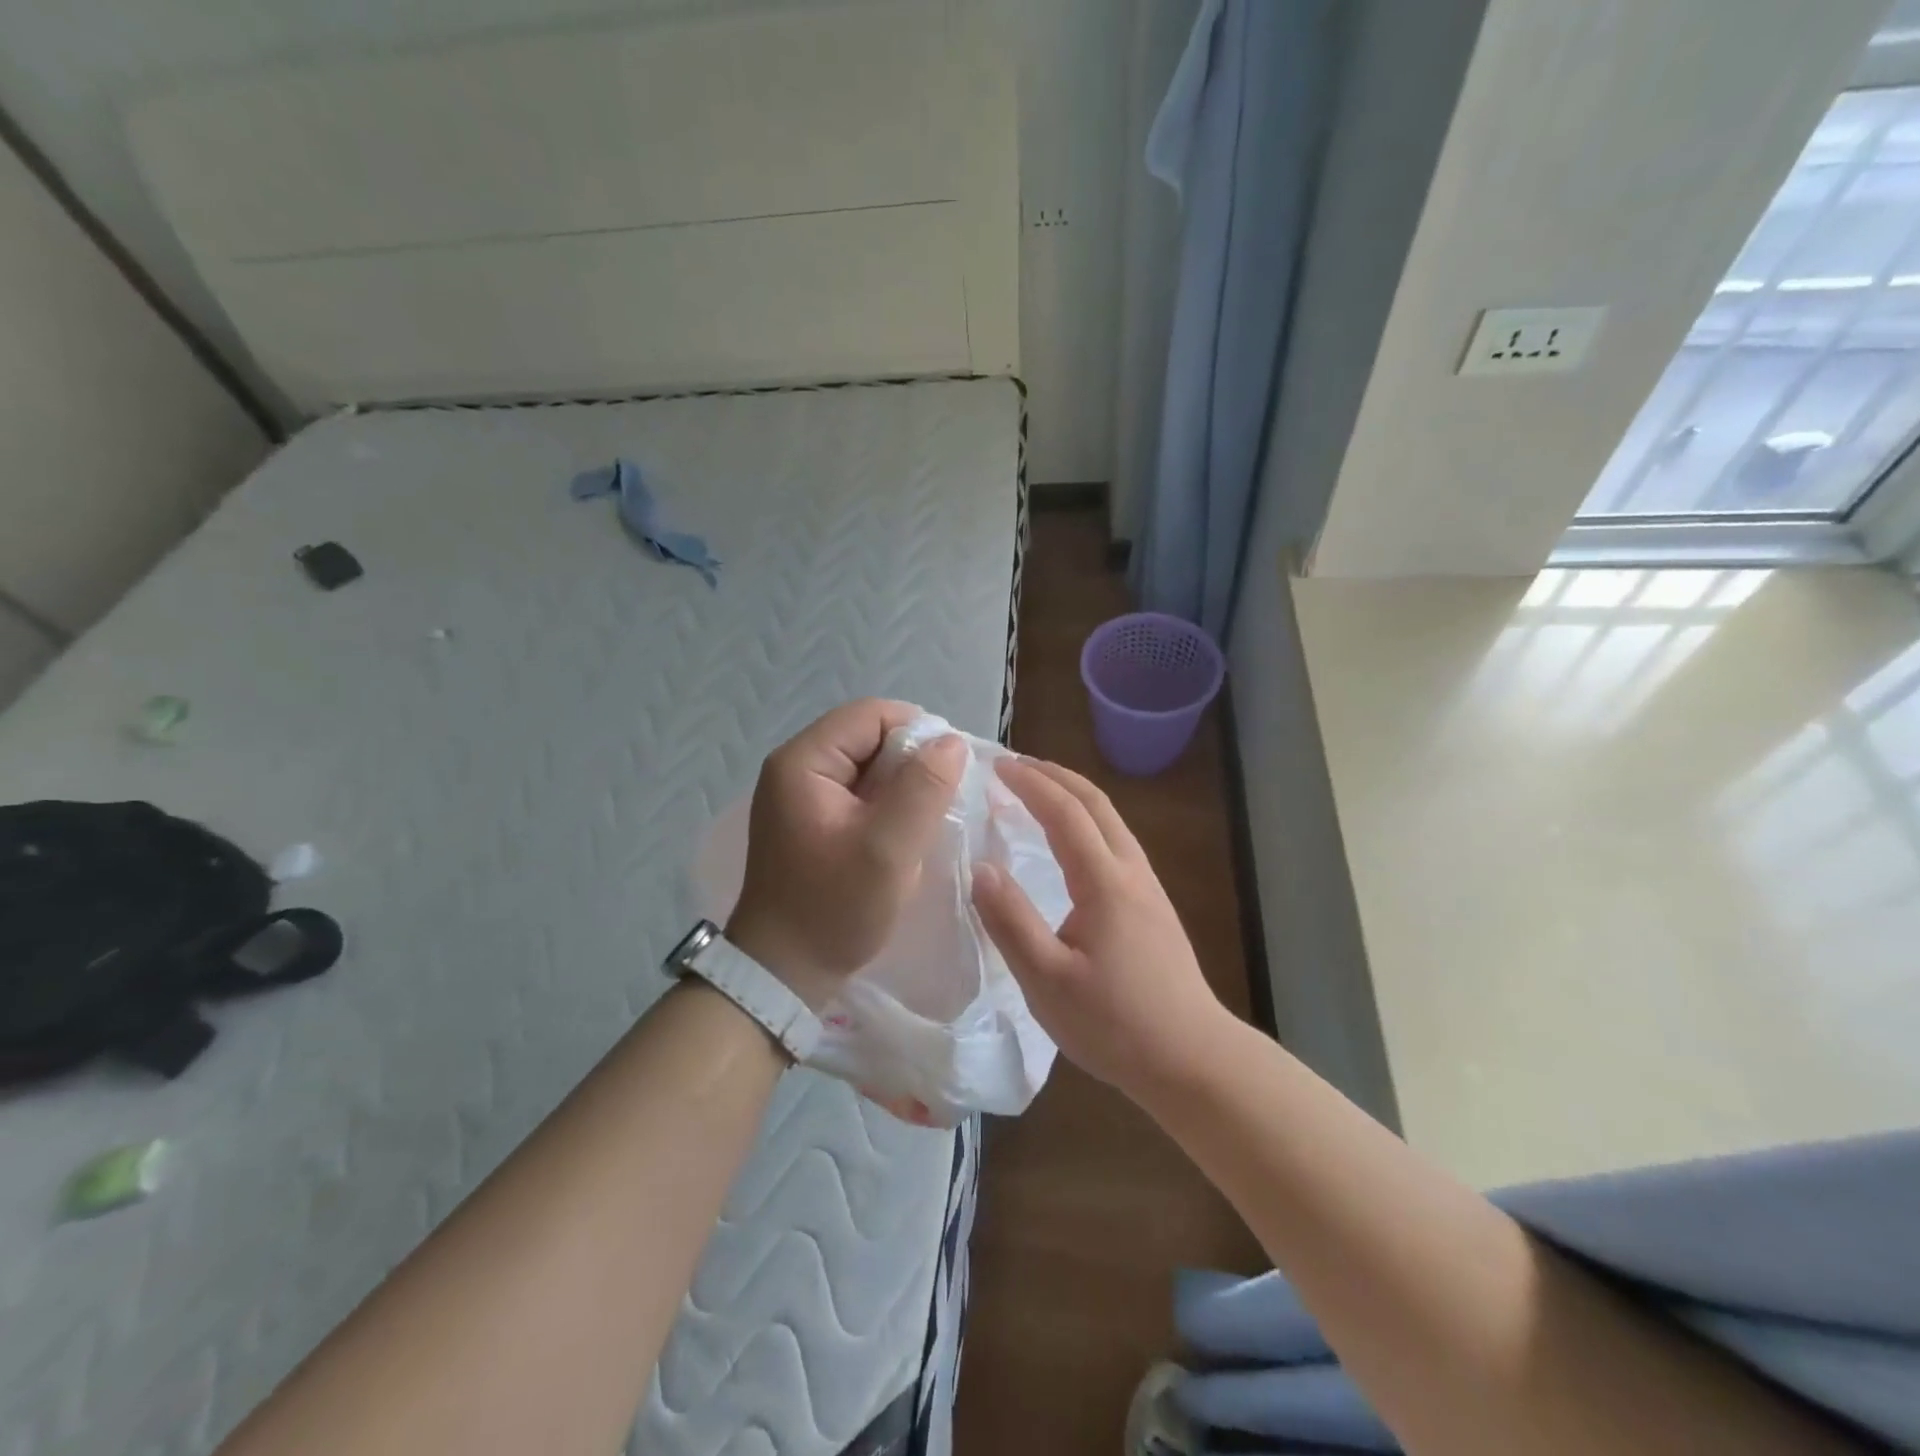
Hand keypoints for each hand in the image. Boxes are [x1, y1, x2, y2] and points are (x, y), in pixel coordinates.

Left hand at [728, 699, 966, 1010]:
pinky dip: (888, 805)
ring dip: (903, 786)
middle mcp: (796, 767)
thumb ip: (924, 789)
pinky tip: (905, 834)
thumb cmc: (834, 908)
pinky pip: (859, 793)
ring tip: (927, 820)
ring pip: (868, 766)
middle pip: (868, 736)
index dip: (918, 732)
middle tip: (942, 802)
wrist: (783, 973)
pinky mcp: (812, 819)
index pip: (871, 715)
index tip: (951, 772)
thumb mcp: (888, 849)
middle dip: (911, 762)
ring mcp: (801, 794)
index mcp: (803, 762)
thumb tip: (951, 742)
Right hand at [970, 757, 1229, 1100]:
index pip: (1065, 813)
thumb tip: (980, 868)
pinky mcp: (1153, 906)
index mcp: (1105, 883)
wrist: (1192, 1060)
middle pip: (1096, 803)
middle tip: (1014, 765)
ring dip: (1073, 795)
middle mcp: (1131, 872)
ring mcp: (1148, 887)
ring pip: (1111, 820)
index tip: (996, 765)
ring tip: (1037, 791)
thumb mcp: (1047, 981)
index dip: (1030, 784)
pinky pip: (1116, 842)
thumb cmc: (1115, 1025)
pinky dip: (1086, 821)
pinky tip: (1070, 842)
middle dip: (1055, 775)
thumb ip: (1010, 921)